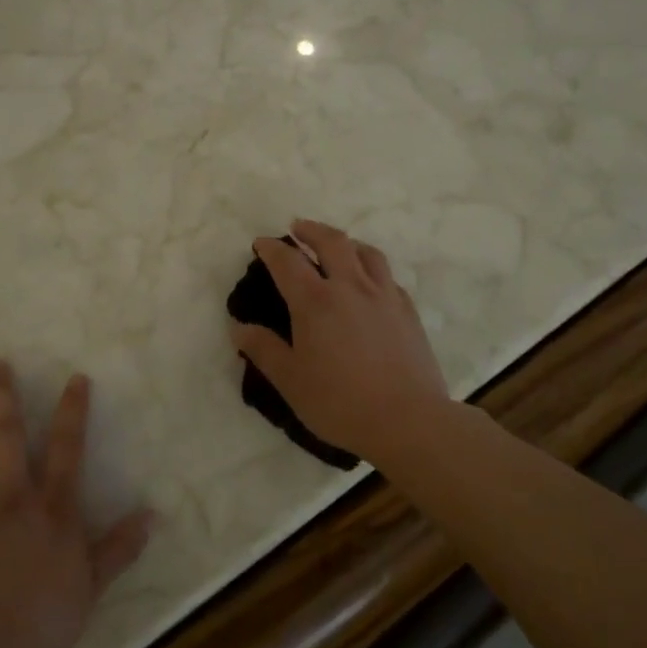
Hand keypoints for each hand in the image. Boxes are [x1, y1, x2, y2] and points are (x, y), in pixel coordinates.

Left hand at [0, 361, 151, 647]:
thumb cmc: (41, 619)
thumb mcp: (91, 585)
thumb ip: (119, 547)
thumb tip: (151, 515)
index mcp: (50, 507)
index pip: (66, 448)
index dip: (72, 411)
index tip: (75, 378)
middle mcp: (10, 496)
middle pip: (6, 436)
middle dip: (1, 396)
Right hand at [230, 219, 453, 458]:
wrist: (408, 420)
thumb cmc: (340, 402)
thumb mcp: (291, 381)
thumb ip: (263, 350)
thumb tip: (238, 328)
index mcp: (316, 302)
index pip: (287, 262)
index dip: (271, 249)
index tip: (261, 243)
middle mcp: (350, 287)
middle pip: (331, 242)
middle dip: (311, 230)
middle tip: (298, 228)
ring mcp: (384, 296)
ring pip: (366, 252)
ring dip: (346, 242)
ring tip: (337, 245)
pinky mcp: (408, 311)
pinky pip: (387, 276)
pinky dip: (372, 268)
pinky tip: (370, 282)